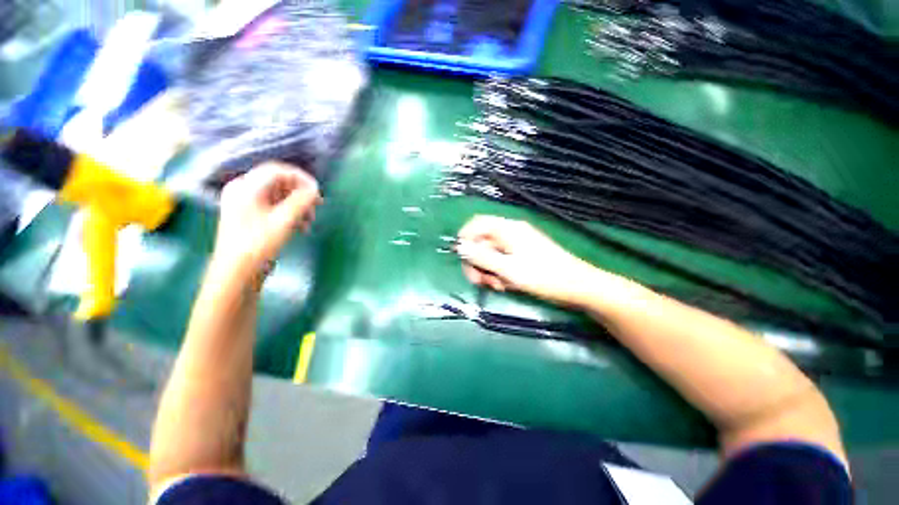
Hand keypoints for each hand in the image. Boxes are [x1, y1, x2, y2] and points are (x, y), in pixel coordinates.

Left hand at [213, 162, 321, 277]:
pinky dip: (290, 214)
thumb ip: (302, 201)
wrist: (237, 273)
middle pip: (279, 183)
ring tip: (309, 221)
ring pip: (279, 197)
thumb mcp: (284, 220)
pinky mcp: (251, 217)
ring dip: (298, 206)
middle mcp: (243, 191)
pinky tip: (300, 227)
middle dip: (301, 195)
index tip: (318, 191)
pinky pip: (275, 207)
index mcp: (245, 187)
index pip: (277, 170)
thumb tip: (315, 189)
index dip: (301, 178)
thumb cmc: (258, 244)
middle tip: (316, 207)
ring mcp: (246, 204)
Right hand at [456, 215, 603, 306]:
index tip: (464, 260)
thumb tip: (460, 247)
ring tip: (498, 286)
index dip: (465, 239)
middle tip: (480, 282)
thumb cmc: (544, 277)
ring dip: (488, 271)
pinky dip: (499, 273)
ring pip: (490, 254)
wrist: (578, 287)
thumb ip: (482, 258)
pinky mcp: (521, 255)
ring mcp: (516, 244)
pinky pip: (501, 261)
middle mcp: (510, 232)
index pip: (476, 224)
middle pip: (481, 242)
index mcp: (507, 229)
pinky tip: (506, 285)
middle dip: (477, 262)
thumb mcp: (508, 269)